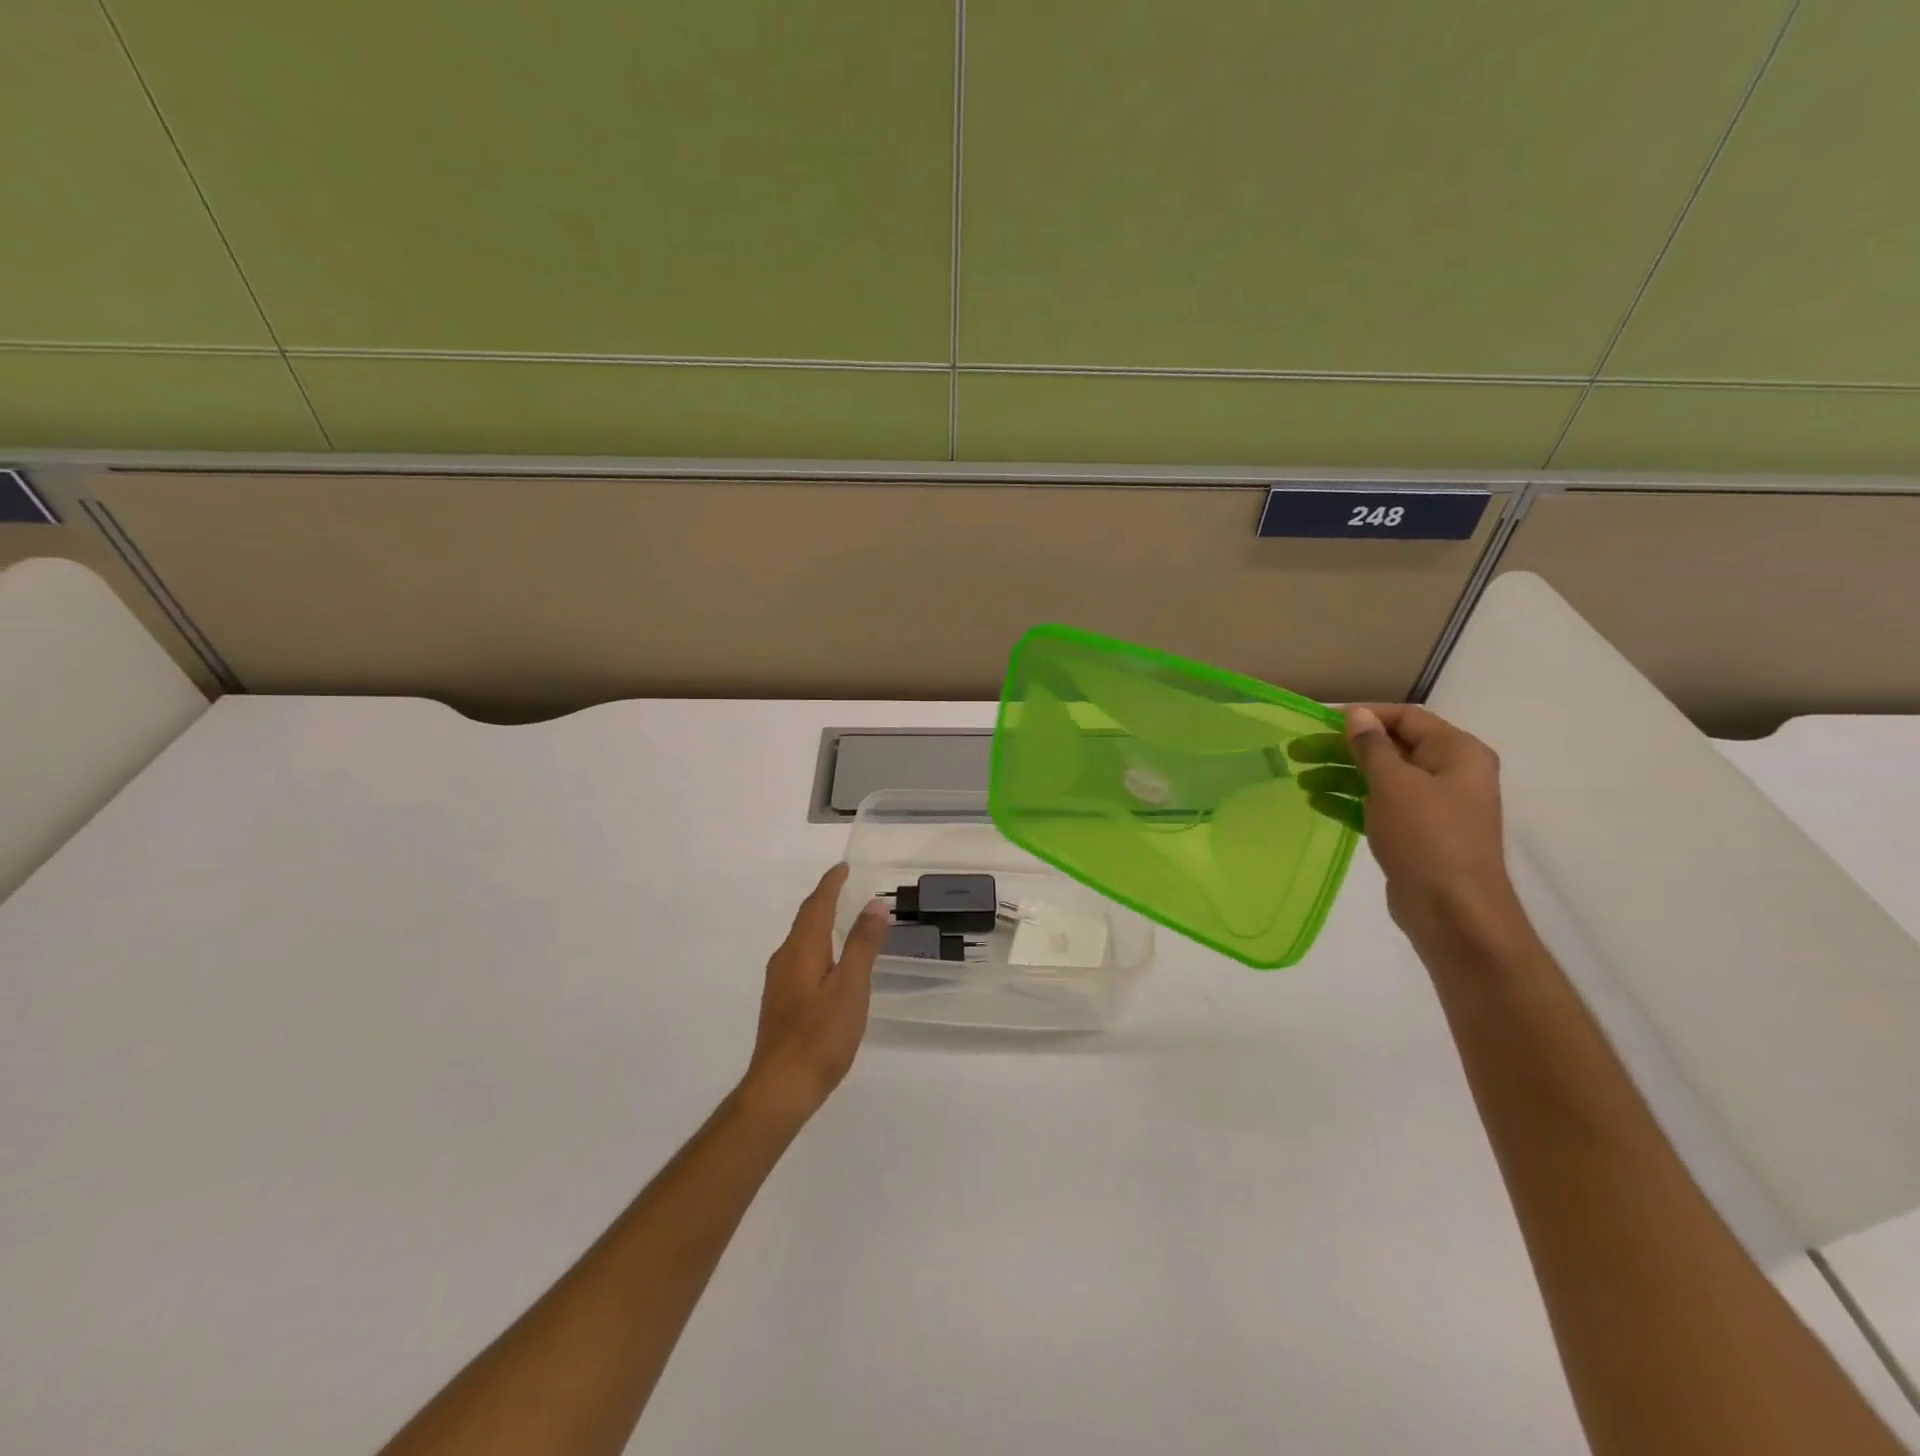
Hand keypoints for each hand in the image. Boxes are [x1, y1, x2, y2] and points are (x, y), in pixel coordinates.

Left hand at [741, 864, 888, 1128]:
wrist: (781, 1088)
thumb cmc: (820, 1035)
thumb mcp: (851, 987)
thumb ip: (862, 945)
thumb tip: (873, 905)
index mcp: (802, 950)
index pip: (816, 905)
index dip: (831, 884)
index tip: (844, 867)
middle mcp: (785, 959)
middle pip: (805, 919)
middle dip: (823, 899)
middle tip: (844, 884)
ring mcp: (779, 982)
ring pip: (801, 939)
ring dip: (819, 921)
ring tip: (840, 915)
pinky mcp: (781, 1002)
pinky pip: (800, 957)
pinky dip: (816, 943)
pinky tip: (828, 959)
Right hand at [1293, 704, 1521, 942]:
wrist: (1454, 912)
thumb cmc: (1427, 837)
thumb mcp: (1394, 784)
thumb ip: (1372, 746)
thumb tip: (1357, 714)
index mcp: (1457, 753)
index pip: (1405, 717)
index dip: (1363, 716)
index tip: (1320, 722)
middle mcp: (1449, 773)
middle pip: (1388, 748)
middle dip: (1342, 749)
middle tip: (1298, 751)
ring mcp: (1433, 805)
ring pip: (1379, 778)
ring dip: (1340, 775)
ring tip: (1300, 779)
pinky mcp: (1416, 833)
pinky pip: (1378, 806)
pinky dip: (1349, 801)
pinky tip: (1316, 802)